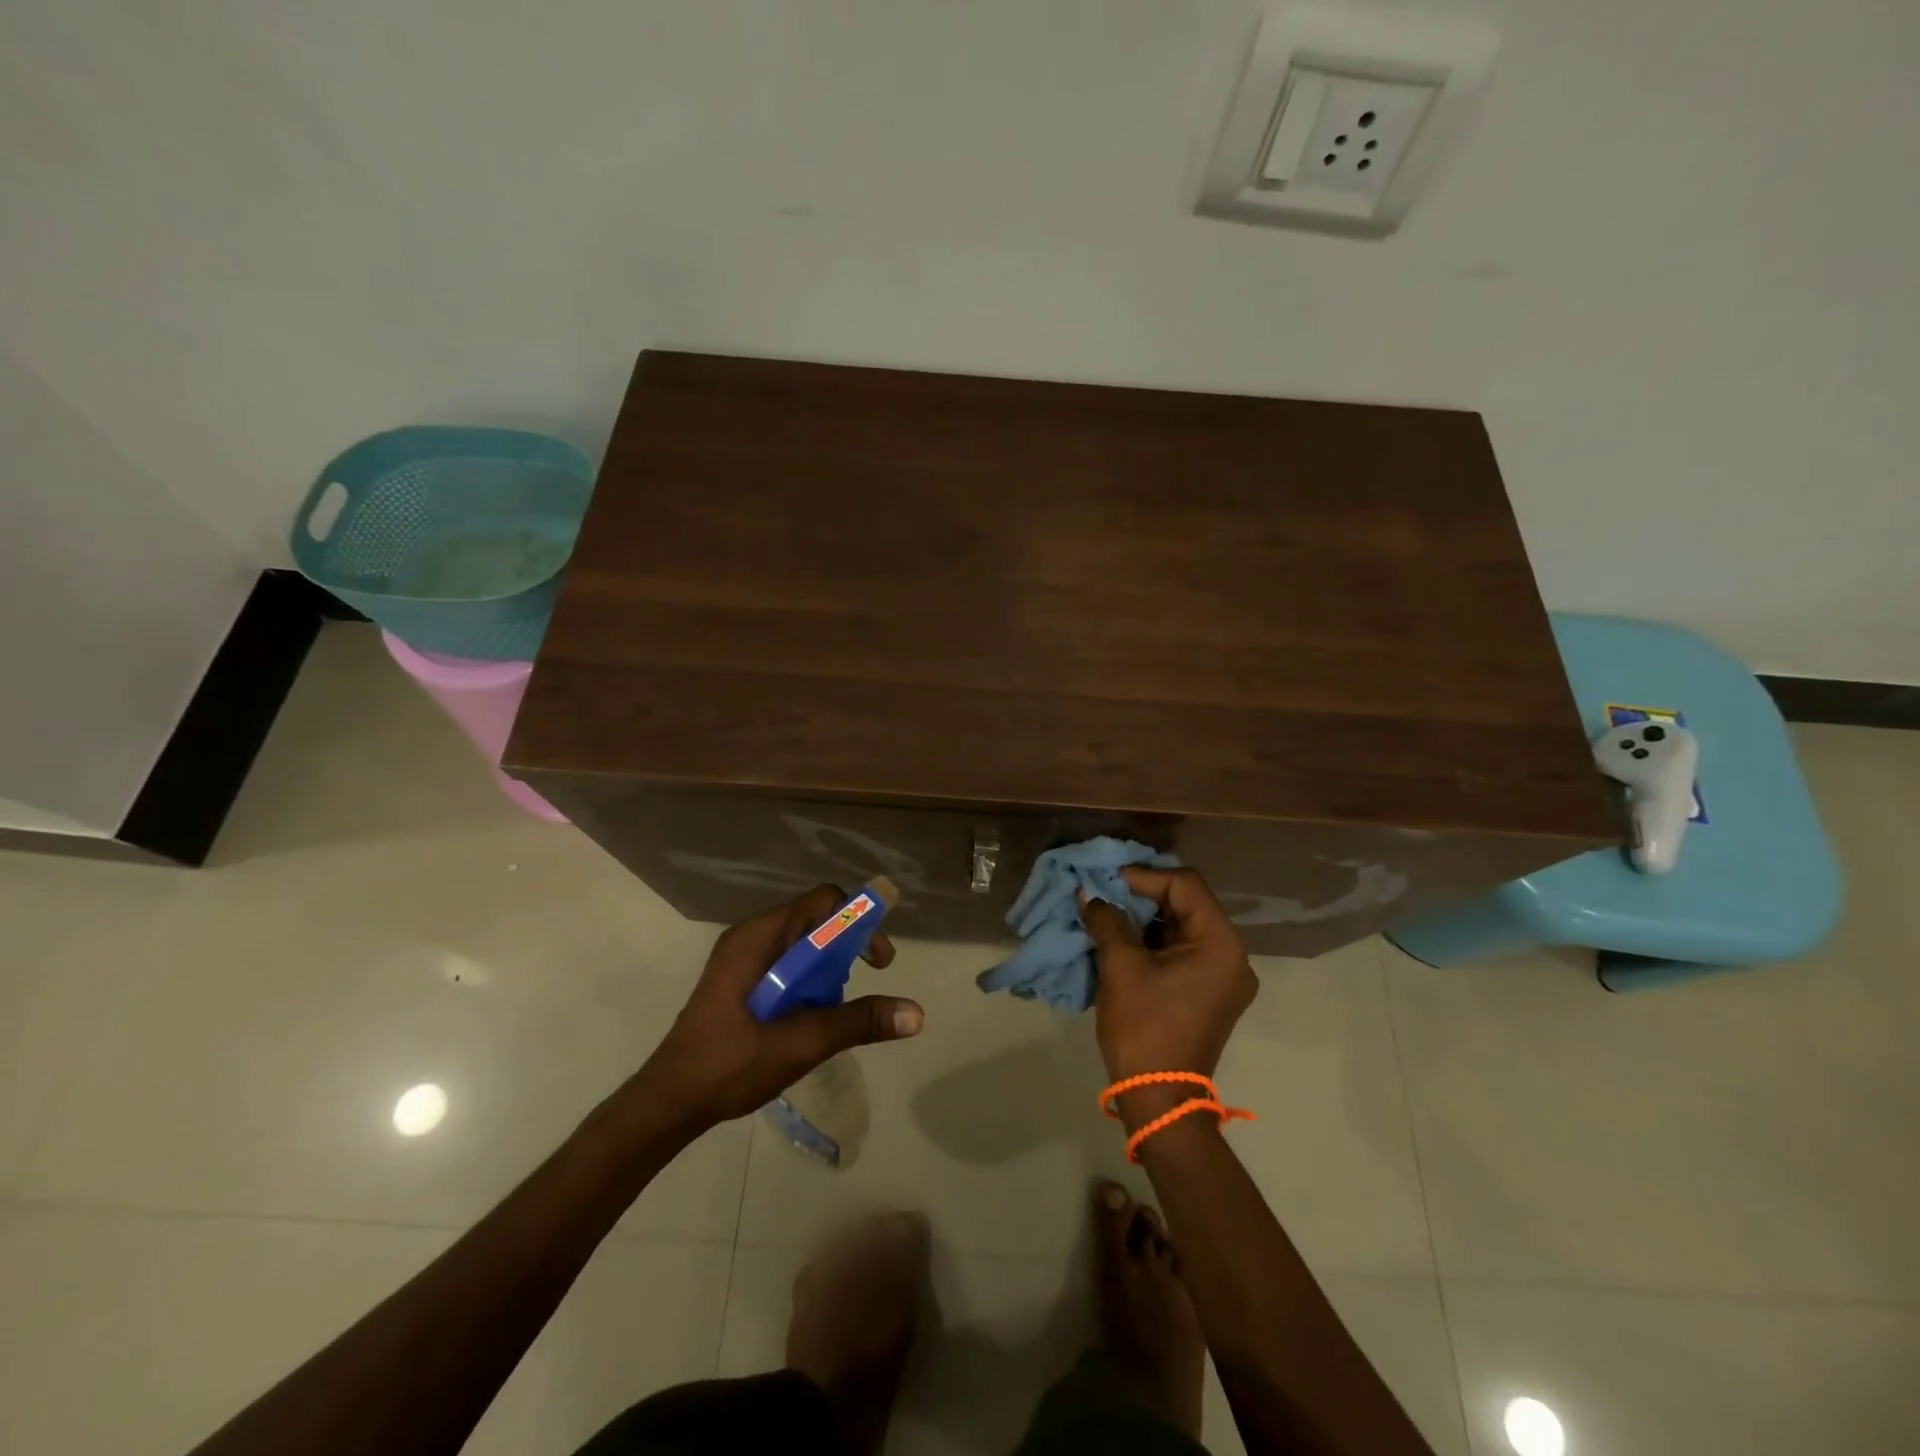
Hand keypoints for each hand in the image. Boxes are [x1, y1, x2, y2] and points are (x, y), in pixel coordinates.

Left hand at [636, 885, 924, 1130]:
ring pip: (802, 944)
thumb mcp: (800, 1043)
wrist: (667, 1104)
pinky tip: (810, 1017)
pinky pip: (786, 964)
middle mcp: (750, 937)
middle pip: (815, 920)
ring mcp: (741, 959)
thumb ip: (858, 1022)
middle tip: (866, 984)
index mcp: (758, 937)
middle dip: (848, 947)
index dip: (859, 921)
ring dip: (829, 968)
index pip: (823, 901)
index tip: (879, 961)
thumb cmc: (729, 1065)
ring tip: (836, 1008)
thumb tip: (916, 1013)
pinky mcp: (738, 981)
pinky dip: (809, 981)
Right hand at [1082, 868, 1256, 1122]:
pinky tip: (1122, 937)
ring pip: (1182, 926)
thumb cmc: (1143, 1027)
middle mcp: (1232, 954)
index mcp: (1220, 943)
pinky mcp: (1209, 992)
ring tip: (1107, 912)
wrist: (1158, 1099)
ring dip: (1144, 917)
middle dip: (1142, 895)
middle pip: (1186, 903)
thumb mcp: (1120, 967)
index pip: (1184, 886)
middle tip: (1104, 891)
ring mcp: (1223, 976)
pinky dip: (1153, 940)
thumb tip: (1089, 894)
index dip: (1143, 876)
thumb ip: (1107, 921)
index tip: (1107, 879)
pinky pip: (1182, 950)